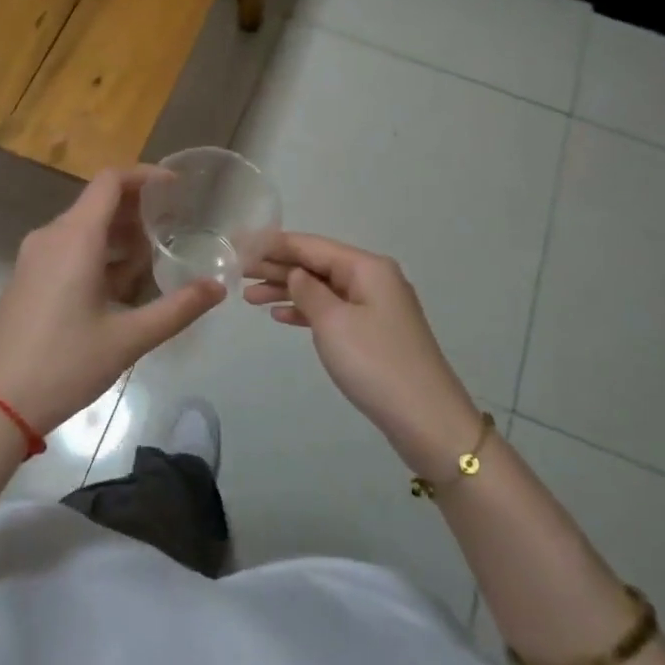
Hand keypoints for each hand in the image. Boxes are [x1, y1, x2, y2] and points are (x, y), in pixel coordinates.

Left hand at [0, 168, 224, 437]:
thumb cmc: (63, 365)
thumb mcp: (128, 339)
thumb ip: (177, 309)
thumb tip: (218, 287)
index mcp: (74, 237)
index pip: (111, 181)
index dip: (146, 176)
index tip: (177, 188)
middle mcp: (51, 236)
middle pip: (99, 203)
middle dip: (138, 211)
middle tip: (175, 228)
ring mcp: (34, 258)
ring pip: (84, 229)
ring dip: (119, 237)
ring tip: (155, 260)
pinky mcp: (27, 279)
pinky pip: (68, 250)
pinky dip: (98, 255)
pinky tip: (121, 288)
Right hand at [244, 233, 479, 473]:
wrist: (427, 421)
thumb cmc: (375, 364)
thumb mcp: (333, 322)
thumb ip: (308, 291)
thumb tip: (296, 273)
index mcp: (367, 267)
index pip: (312, 245)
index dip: (275, 243)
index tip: (241, 242)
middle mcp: (373, 279)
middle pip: (317, 264)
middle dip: (277, 266)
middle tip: (238, 271)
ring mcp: (376, 307)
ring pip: (322, 288)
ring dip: (287, 290)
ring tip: (249, 296)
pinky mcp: (374, 333)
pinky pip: (333, 311)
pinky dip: (306, 311)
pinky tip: (280, 316)